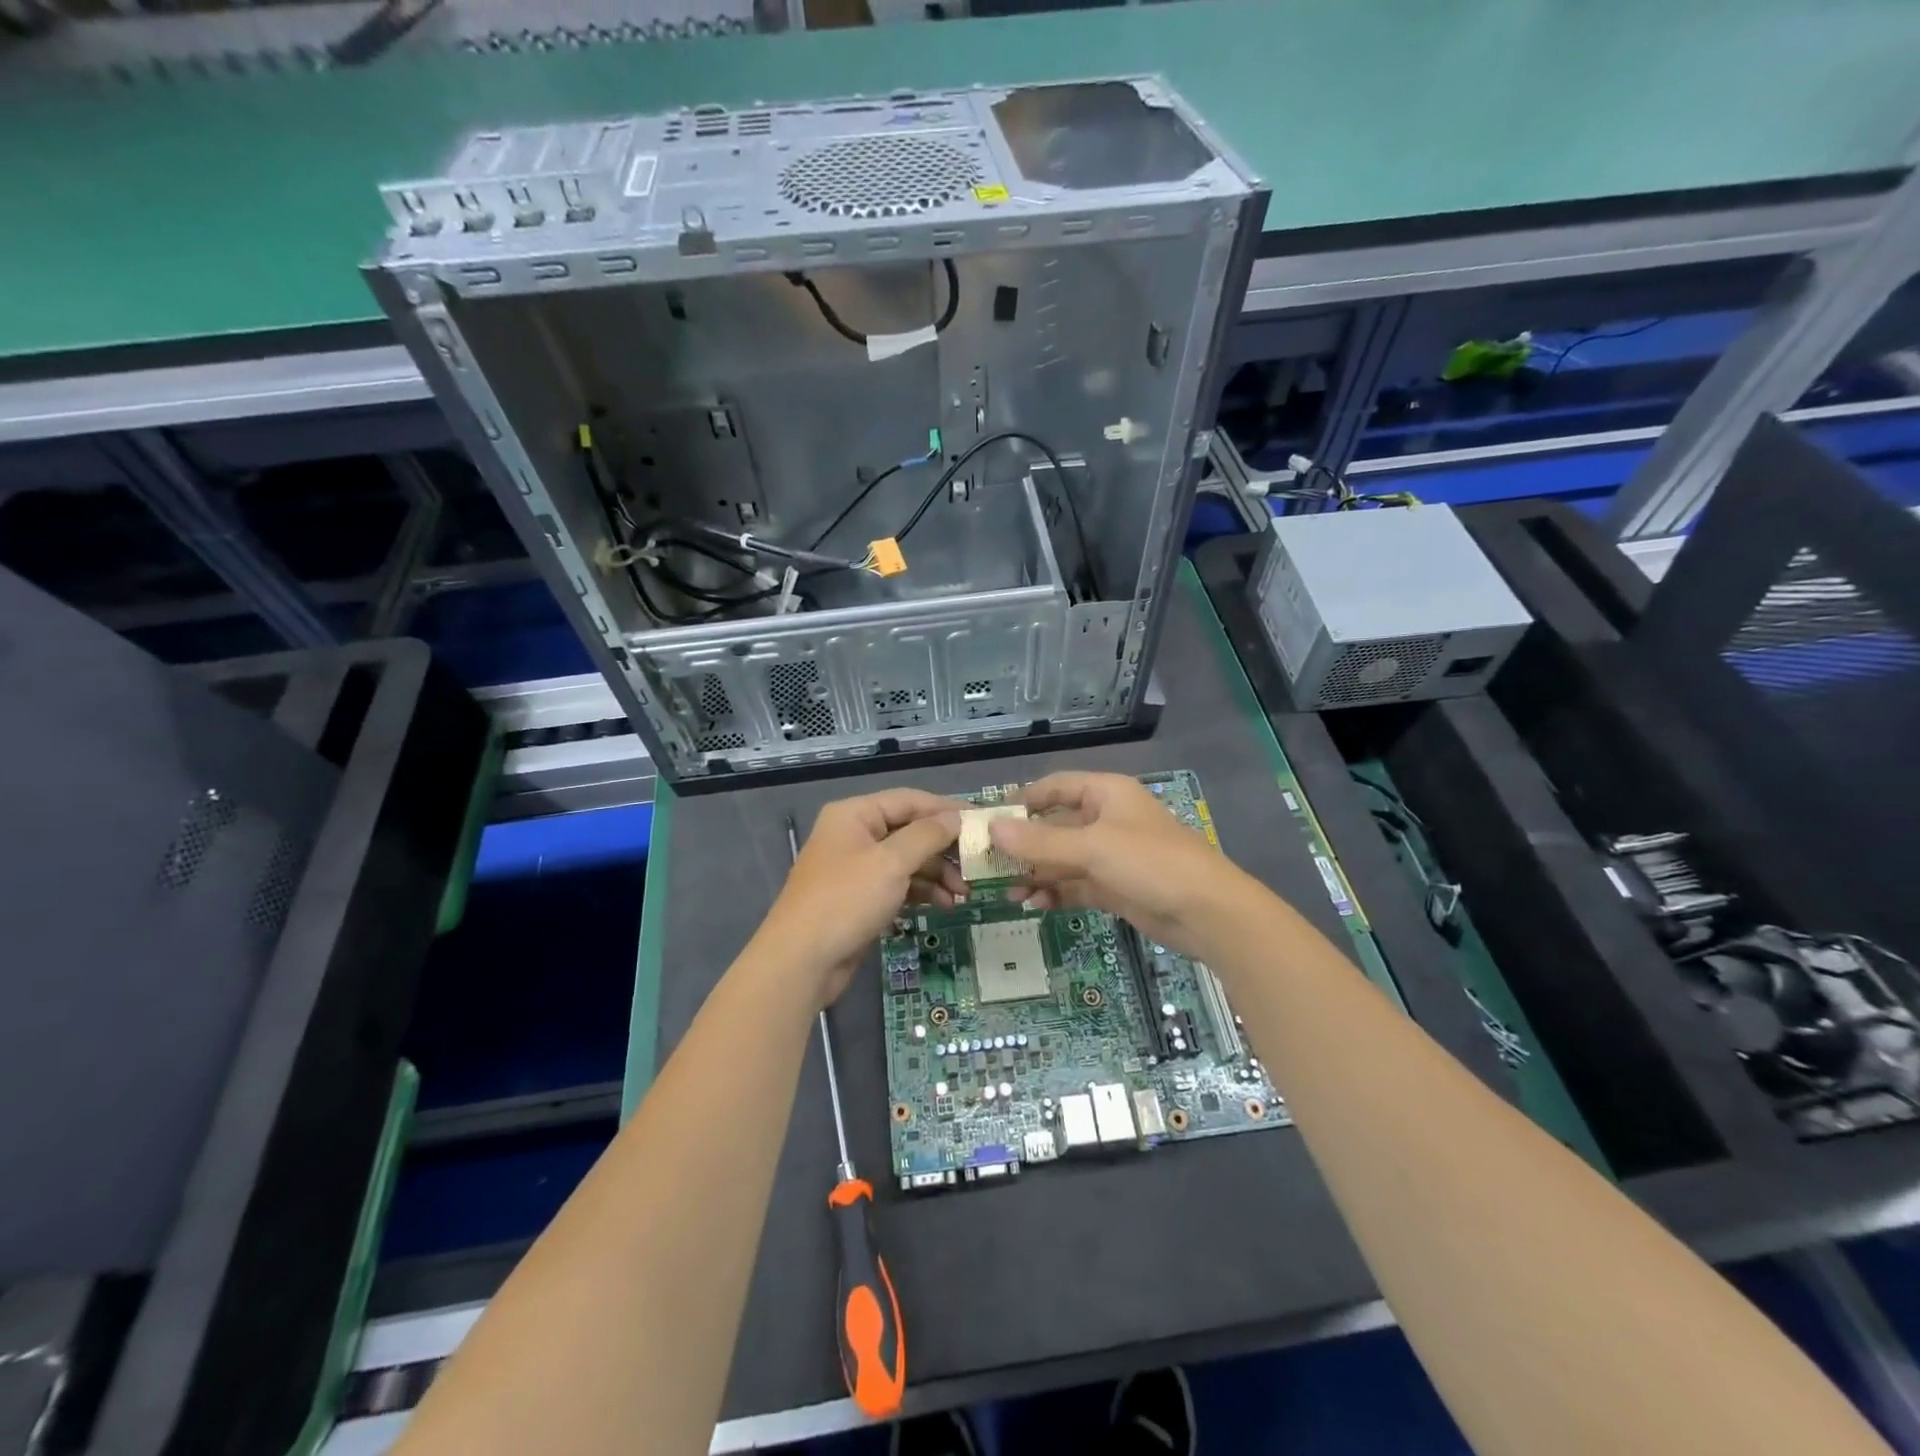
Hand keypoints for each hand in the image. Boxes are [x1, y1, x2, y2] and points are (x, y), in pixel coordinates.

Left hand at [754, 788, 964, 1007]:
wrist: (801, 961)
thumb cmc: (846, 901)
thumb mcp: (891, 863)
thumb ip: (927, 836)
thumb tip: (955, 818)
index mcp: (855, 815)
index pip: (909, 800)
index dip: (946, 809)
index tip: (982, 820)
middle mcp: (855, 835)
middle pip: (910, 830)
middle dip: (944, 848)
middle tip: (977, 863)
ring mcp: (856, 868)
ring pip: (907, 860)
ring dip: (937, 873)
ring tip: (964, 892)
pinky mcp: (860, 898)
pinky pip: (899, 884)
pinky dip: (921, 891)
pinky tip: (944, 904)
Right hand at [990, 771, 1261, 960]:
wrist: (1207, 912)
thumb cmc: (1150, 863)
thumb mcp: (1092, 848)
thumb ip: (1040, 841)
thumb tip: (992, 829)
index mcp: (1105, 794)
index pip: (1055, 787)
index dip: (1022, 801)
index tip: (989, 822)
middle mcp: (1105, 819)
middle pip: (1054, 826)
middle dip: (1024, 846)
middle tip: (989, 866)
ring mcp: (1110, 855)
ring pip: (1062, 859)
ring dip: (1036, 874)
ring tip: (1009, 893)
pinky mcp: (1114, 886)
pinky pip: (1074, 884)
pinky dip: (1054, 893)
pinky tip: (1035, 905)